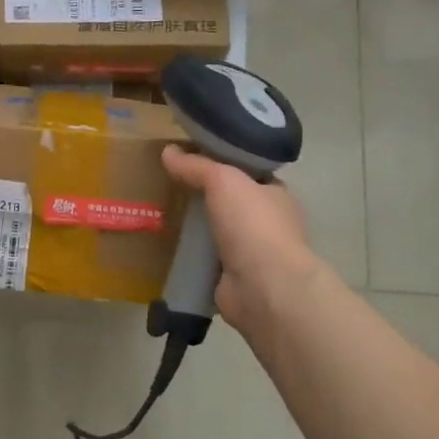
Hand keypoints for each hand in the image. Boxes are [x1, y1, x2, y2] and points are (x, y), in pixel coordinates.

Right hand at [162, 146, 323, 339]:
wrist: (263, 287)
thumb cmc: (253, 224)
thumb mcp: (223, 180)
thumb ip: (196, 165)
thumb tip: (168, 151)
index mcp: (276, 196)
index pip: (249, 174)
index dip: (224, 165)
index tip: (192, 160)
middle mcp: (268, 224)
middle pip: (231, 203)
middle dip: (205, 197)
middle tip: (170, 186)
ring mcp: (252, 255)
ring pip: (218, 233)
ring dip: (197, 228)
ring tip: (162, 215)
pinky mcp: (233, 279)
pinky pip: (207, 260)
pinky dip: (191, 256)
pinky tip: (166, 247)